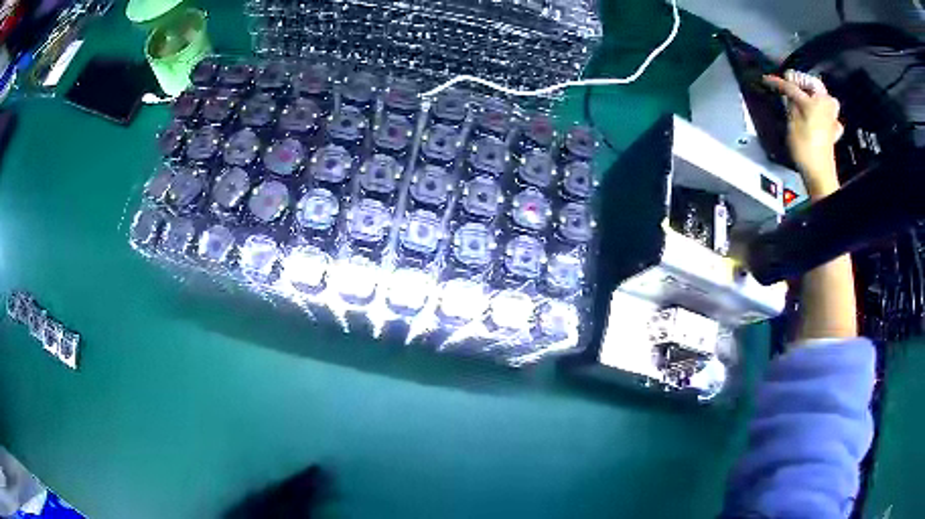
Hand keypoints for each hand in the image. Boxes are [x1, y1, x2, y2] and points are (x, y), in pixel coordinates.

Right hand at [763, 71, 843, 198]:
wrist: (819, 174)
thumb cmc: (805, 148)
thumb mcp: (792, 121)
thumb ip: (789, 102)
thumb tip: (786, 93)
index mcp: (816, 99)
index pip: (793, 85)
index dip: (778, 82)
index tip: (768, 80)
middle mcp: (826, 105)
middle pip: (813, 85)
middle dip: (801, 83)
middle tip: (789, 84)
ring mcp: (832, 118)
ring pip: (821, 98)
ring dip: (812, 96)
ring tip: (801, 98)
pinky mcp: (833, 130)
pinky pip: (827, 113)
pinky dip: (821, 111)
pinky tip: (816, 114)